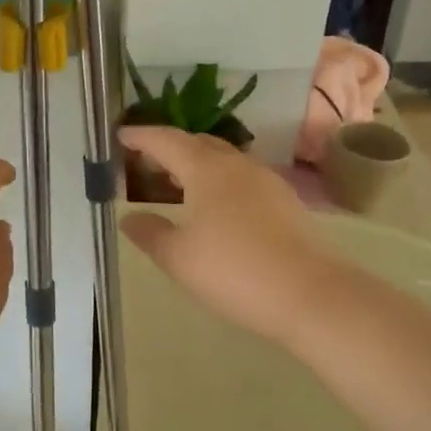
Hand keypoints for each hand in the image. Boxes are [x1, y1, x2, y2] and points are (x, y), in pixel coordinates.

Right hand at [120, 127, 335, 345]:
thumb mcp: (178, 257)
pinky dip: (218, 180)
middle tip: (145, 161)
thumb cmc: (234, 271)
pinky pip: (241, 177)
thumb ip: (149, 233)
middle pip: (197, 143)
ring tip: (176, 183)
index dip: (141, 136)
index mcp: (206, 169)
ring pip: (223, 159)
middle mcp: (237, 165)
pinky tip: (214, 206)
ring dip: (195, 163)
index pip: (166, 141)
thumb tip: (129, 218)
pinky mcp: (284, 200)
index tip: (120, 135)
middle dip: (169, 147)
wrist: (310, 294)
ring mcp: (265, 181)